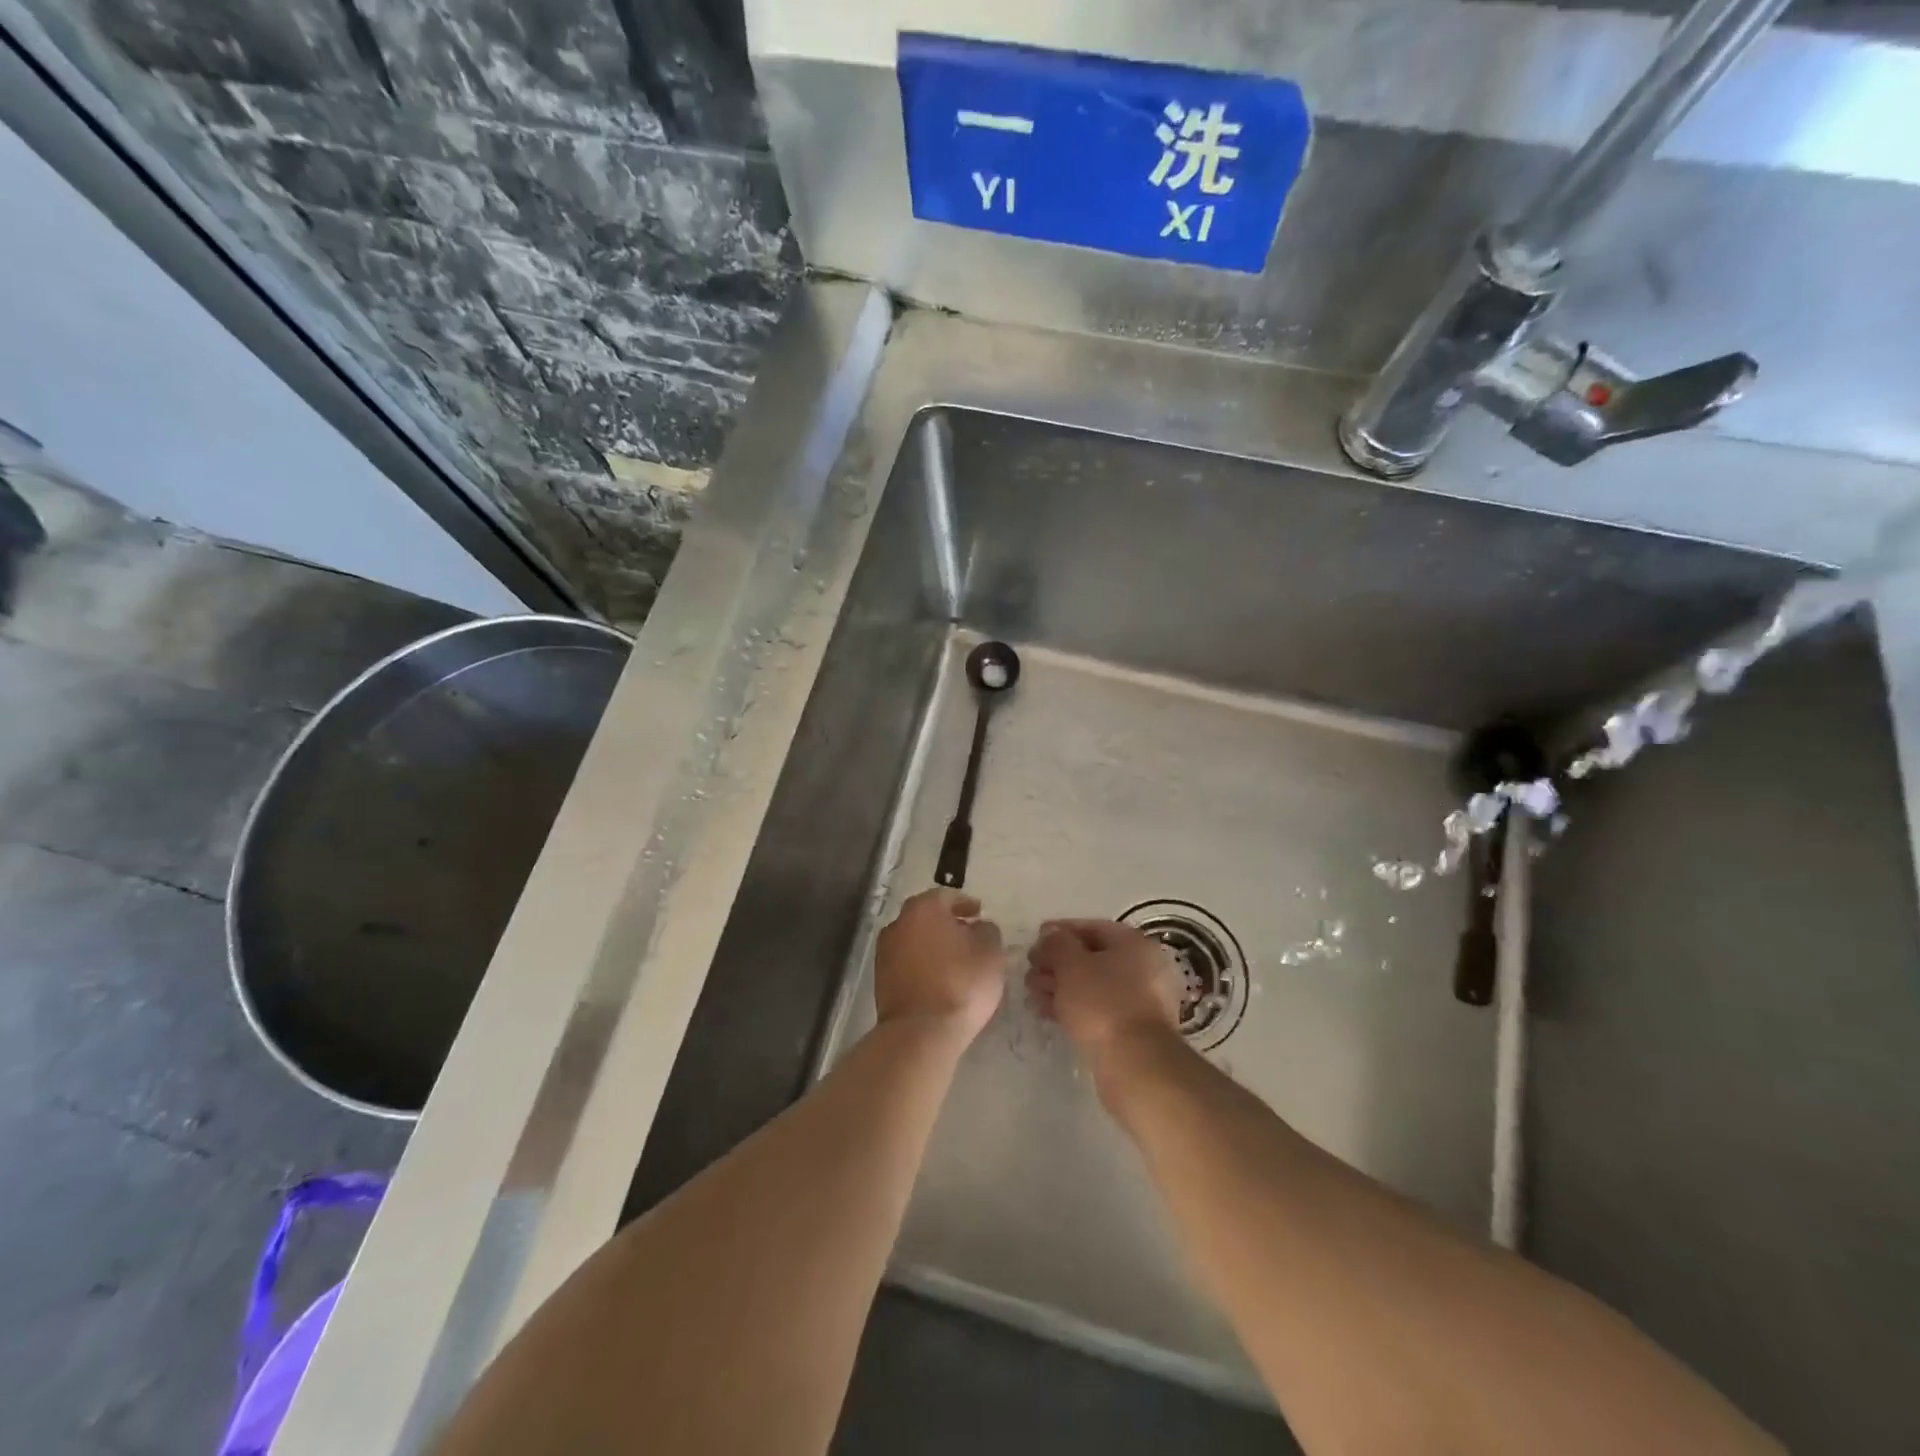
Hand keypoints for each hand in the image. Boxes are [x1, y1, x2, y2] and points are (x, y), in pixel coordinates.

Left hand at [875, 889, 1005, 1043]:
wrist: (921, 1032)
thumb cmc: (961, 983)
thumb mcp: (991, 953)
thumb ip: (987, 931)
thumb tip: (979, 927)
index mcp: (924, 908)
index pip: (947, 896)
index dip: (965, 904)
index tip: (979, 913)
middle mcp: (899, 923)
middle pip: (926, 916)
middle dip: (946, 922)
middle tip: (967, 933)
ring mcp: (885, 951)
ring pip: (914, 938)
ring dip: (932, 943)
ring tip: (954, 959)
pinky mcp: (880, 979)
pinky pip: (906, 961)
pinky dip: (921, 963)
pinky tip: (938, 977)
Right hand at [1025, 919, 1181, 1061]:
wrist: (1135, 1065)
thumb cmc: (1102, 1003)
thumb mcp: (1071, 965)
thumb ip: (1056, 943)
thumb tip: (1051, 935)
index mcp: (1133, 944)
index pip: (1091, 927)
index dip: (1059, 931)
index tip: (1034, 940)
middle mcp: (1142, 967)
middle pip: (1091, 957)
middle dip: (1056, 963)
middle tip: (1029, 972)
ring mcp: (1139, 1000)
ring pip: (1091, 985)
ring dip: (1059, 986)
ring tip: (1031, 995)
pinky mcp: (1130, 1029)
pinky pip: (1096, 1008)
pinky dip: (1072, 1007)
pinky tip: (1047, 1012)